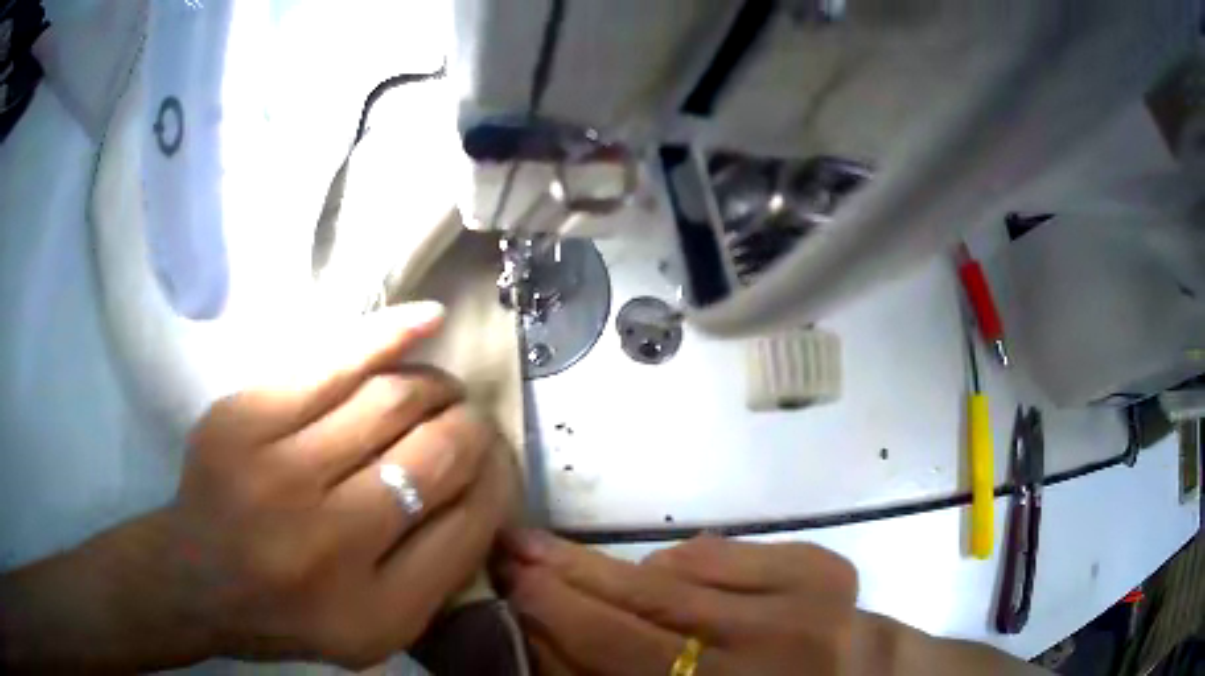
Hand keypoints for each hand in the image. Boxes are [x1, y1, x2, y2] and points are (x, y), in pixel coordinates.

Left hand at [166, 302, 517, 666]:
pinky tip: (427, 321)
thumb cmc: (292, 612)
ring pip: (390, 401)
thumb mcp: (377, 629)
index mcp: (377, 612)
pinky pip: (333, 362)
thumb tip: (487, 486)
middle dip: (471, 429)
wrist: (197, 578)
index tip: (499, 461)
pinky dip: (389, 336)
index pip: (469, 525)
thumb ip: (437, 575)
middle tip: (472, 422)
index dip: (497, 480)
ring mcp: (279, 474)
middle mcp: (331, 543)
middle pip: (434, 457)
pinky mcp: (245, 419)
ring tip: (442, 390)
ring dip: (434, 388)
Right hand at [500, 533, 883, 675]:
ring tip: (563, 560)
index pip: (622, 651)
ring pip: (678, 570)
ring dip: (616, 569)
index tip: (506, 581)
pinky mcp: (822, 565)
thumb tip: (544, 638)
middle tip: (512, 546)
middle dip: (568, 573)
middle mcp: (773, 650)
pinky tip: (665, 578)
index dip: (556, 614)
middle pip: (647, 603)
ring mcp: (805, 600)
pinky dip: (679, 564)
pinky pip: (719, 552)